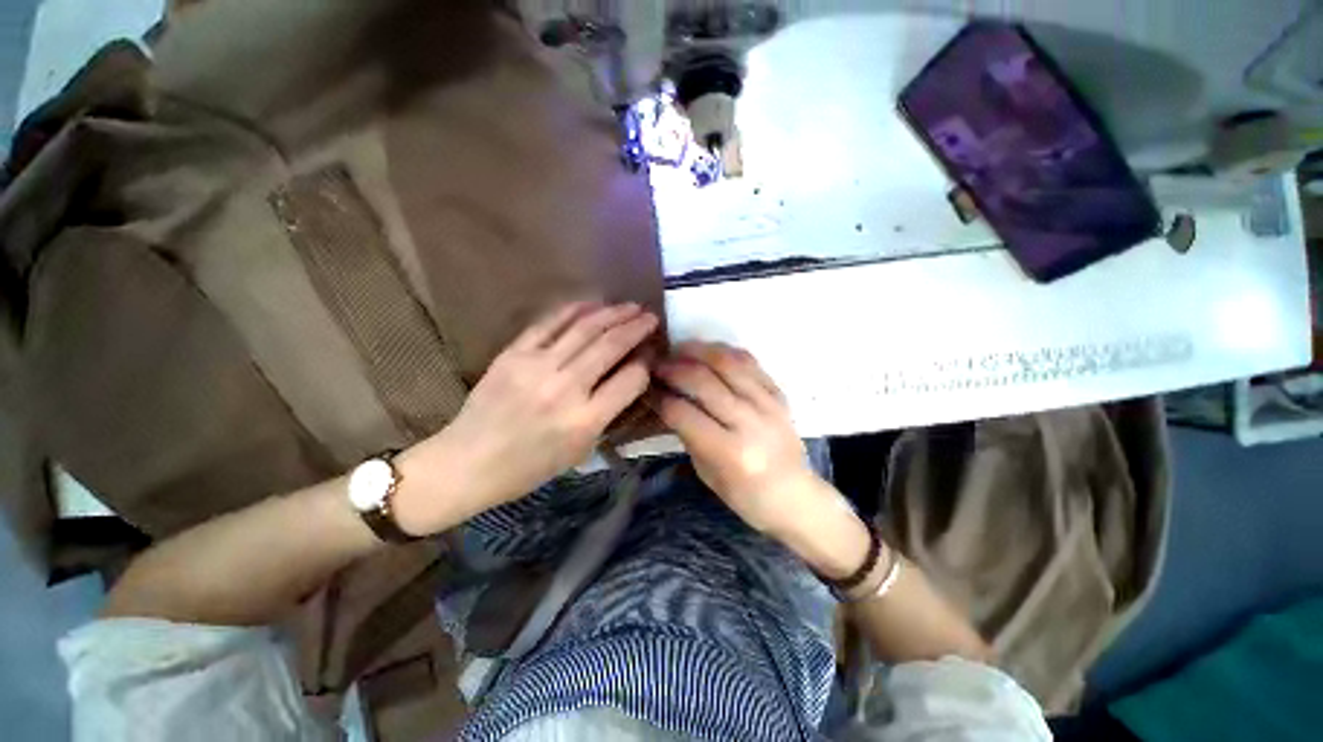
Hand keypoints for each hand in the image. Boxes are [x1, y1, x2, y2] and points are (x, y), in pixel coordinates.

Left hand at [394, 302, 657, 533]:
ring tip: (630, 306)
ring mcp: (536, 366)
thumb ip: (608, 412)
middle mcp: (565, 389)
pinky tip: (593, 303)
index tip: (651, 353)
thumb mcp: (581, 450)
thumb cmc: (530, 467)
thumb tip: (628, 376)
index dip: (646, 363)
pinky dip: (575, 309)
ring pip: (584, 328)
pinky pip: (550, 322)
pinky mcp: (513, 354)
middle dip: (636, 327)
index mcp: (585, 421)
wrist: (467, 463)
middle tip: (651, 317)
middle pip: (610, 346)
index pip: (630, 380)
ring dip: (612, 313)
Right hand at [655, 342, 836, 535]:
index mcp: (730, 453)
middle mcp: (750, 423)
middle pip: (704, 382)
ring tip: (679, 349)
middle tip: (657, 363)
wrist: (795, 495)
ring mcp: (768, 404)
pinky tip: (709, 351)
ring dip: (698, 351)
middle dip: (674, 368)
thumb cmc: (746, 496)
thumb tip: (667, 400)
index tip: (648, 388)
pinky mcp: (779, 394)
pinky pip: (750, 362)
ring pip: (728, 363)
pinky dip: (725, 352)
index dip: (661, 398)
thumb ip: (688, 434)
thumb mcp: (707, 473)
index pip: (684, 414)